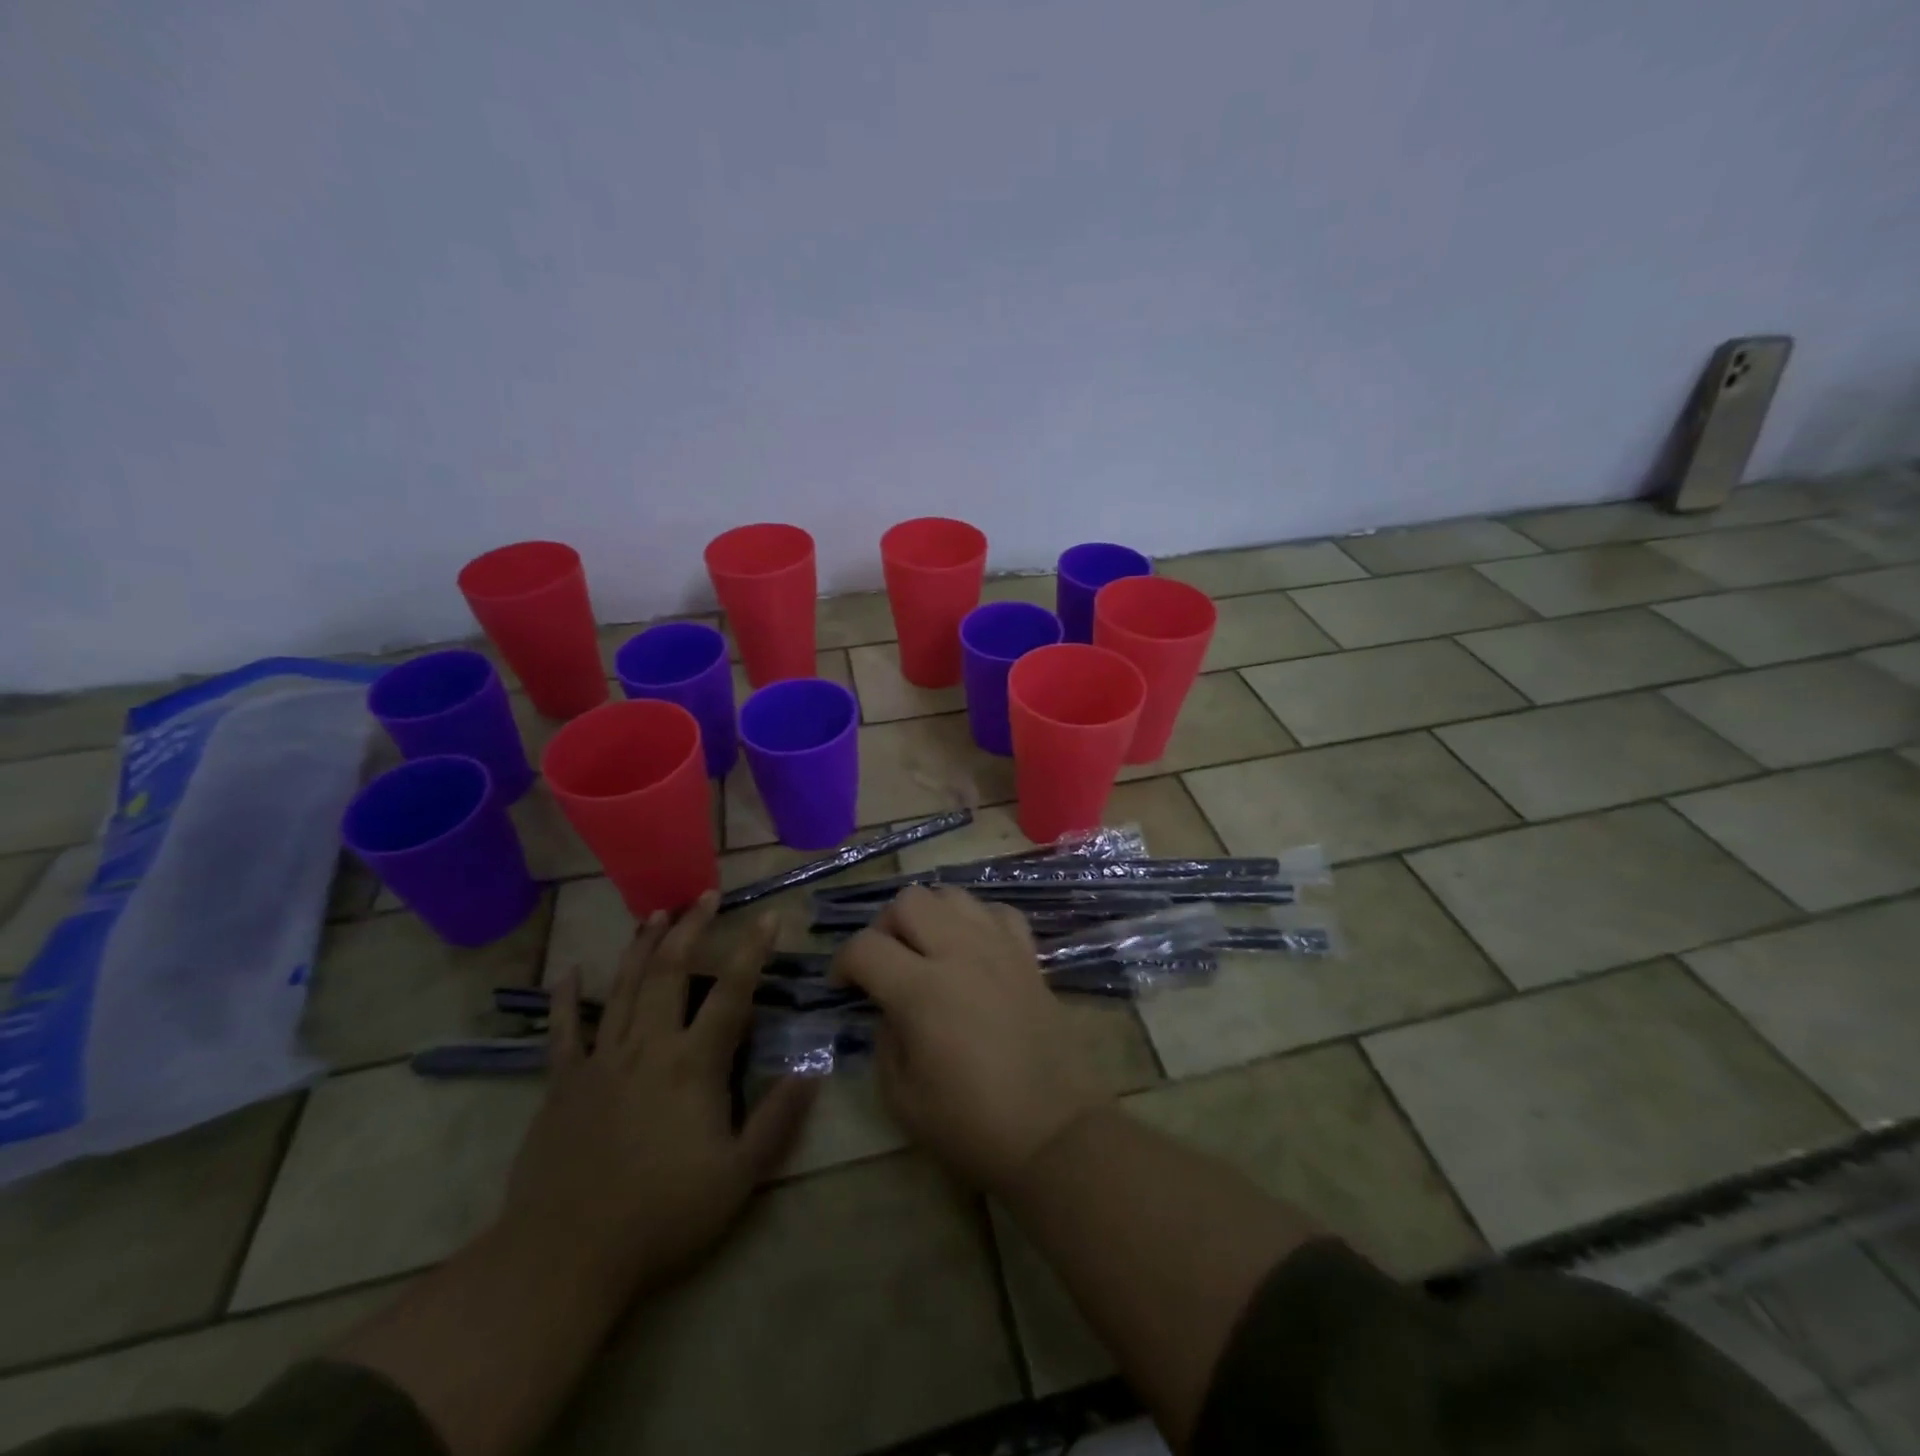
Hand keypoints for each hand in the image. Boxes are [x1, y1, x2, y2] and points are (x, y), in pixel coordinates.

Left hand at [500, 892, 815, 1295]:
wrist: (565, 1257)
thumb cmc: (663, 1216)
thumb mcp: (739, 1177)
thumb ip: (778, 1119)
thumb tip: (812, 1068)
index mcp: (694, 1065)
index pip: (732, 992)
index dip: (752, 950)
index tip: (769, 916)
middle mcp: (649, 1047)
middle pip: (672, 973)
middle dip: (691, 928)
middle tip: (704, 896)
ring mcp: (601, 1061)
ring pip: (624, 988)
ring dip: (642, 947)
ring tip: (656, 913)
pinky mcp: (562, 1083)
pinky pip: (563, 1030)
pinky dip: (565, 998)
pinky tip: (570, 971)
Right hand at [832, 885, 1110, 1191]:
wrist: (1053, 1133)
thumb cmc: (972, 1125)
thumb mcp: (902, 1098)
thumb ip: (884, 1040)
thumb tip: (889, 1008)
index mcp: (921, 990)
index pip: (865, 946)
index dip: (843, 962)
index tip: (843, 986)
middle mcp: (959, 953)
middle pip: (909, 901)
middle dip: (885, 927)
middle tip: (885, 962)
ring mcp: (999, 948)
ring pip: (953, 895)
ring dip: (930, 915)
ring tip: (928, 950)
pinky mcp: (1028, 956)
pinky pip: (997, 912)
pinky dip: (976, 921)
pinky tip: (973, 950)